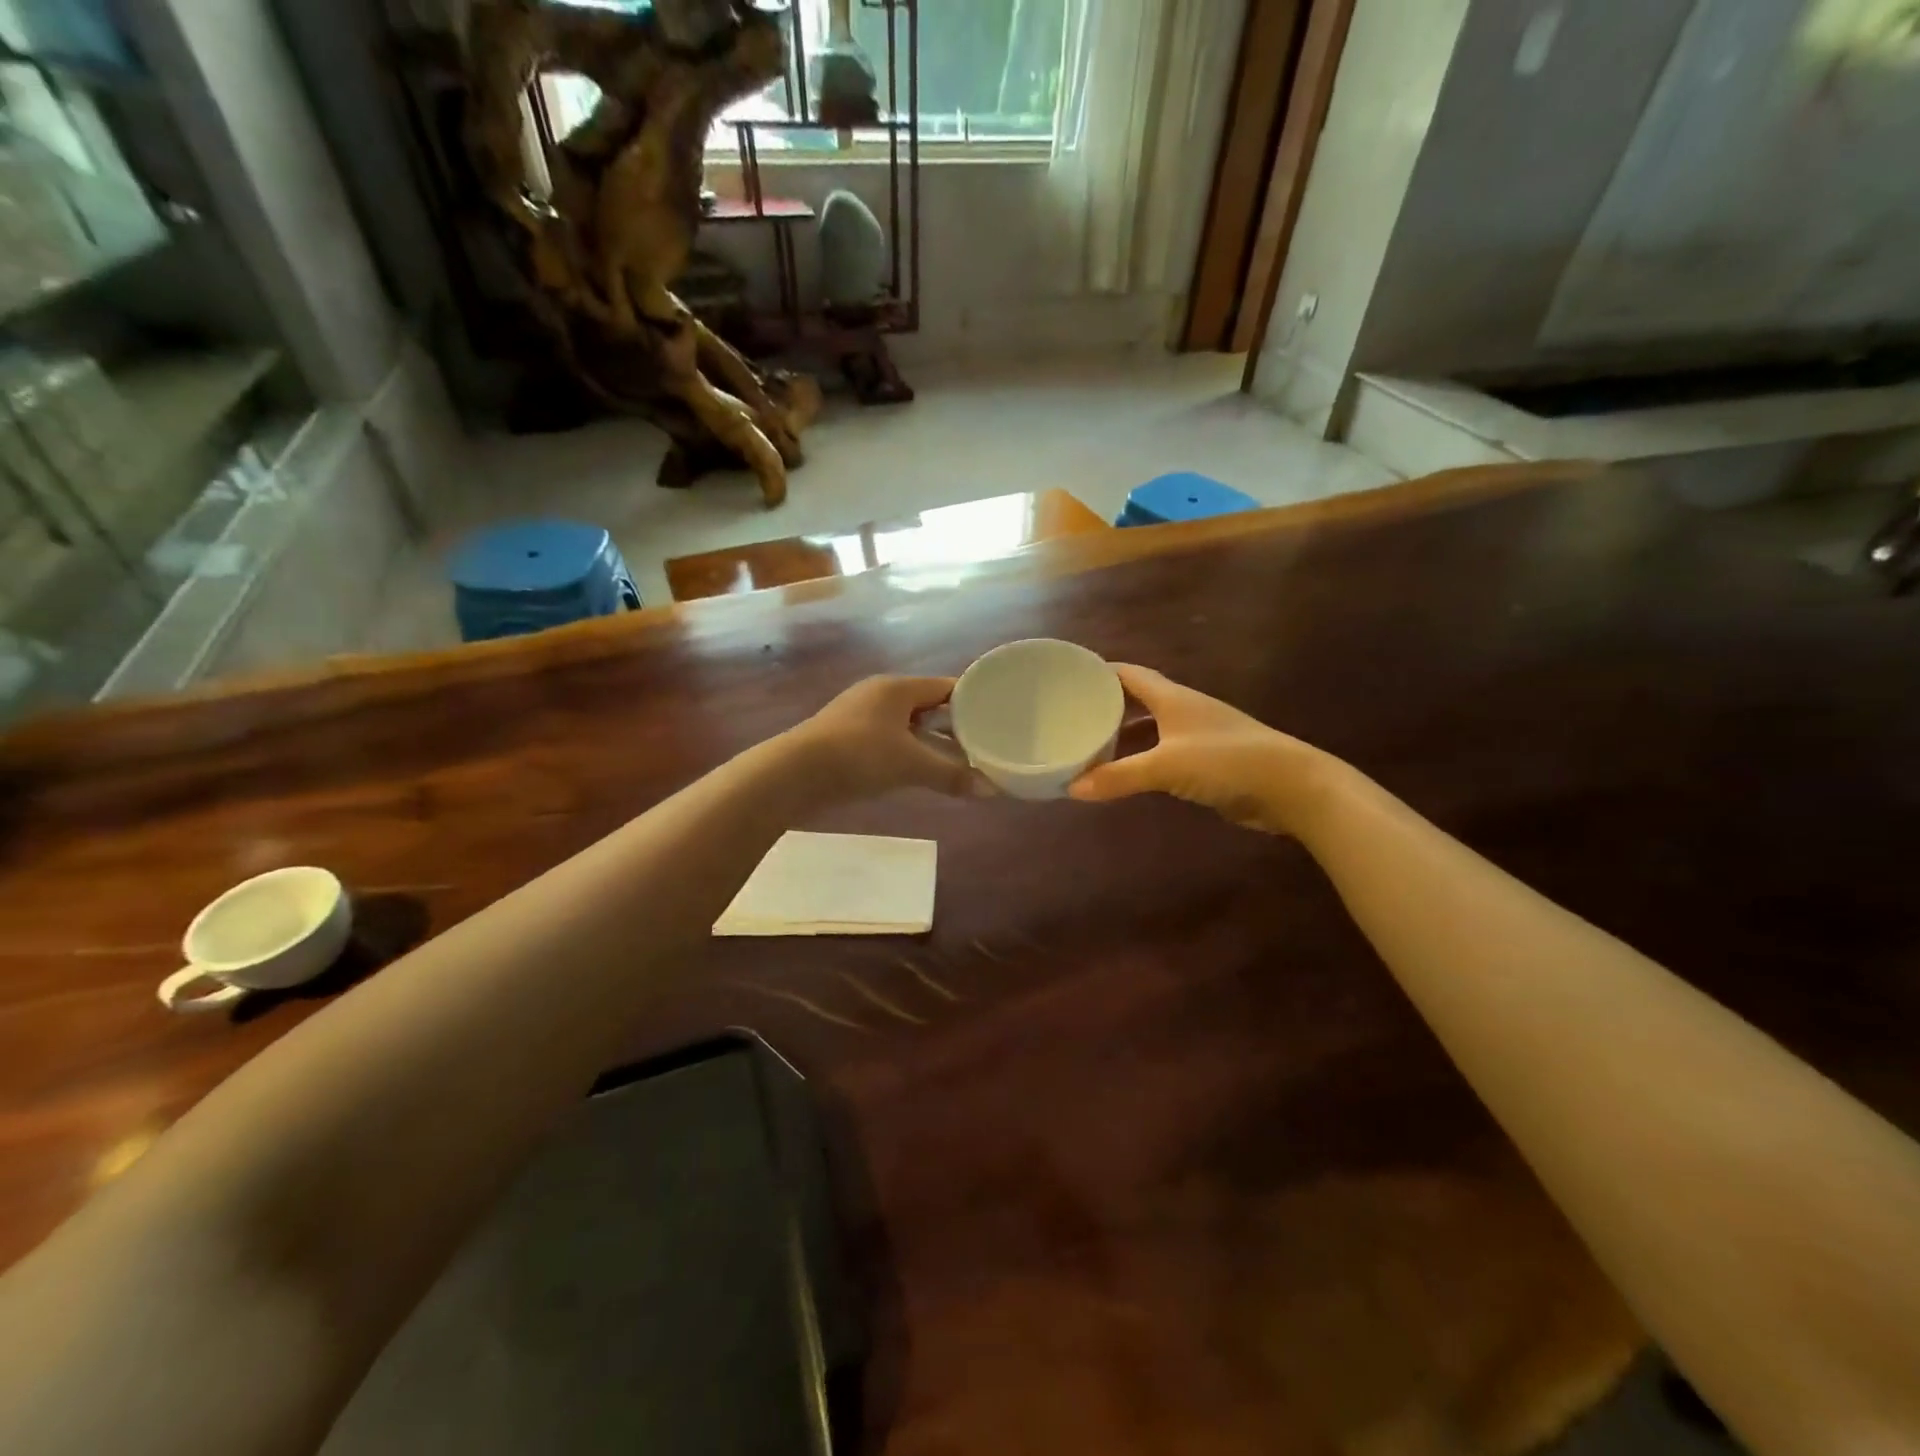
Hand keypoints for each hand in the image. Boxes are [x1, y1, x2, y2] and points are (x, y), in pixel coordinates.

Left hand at [791, 675, 975, 799]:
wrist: (794, 774)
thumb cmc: (858, 756)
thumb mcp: (910, 765)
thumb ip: (952, 776)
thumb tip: (992, 790)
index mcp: (897, 688)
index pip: (946, 687)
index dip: (972, 701)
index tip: (998, 716)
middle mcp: (879, 695)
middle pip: (927, 705)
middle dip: (953, 725)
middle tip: (983, 743)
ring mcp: (859, 716)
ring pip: (907, 725)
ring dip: (930, 741)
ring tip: (958, 760)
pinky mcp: (846, 738)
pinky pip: (889, 739)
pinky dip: (908, 751)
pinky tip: (919, 770)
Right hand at [1069, 665, 1328, 833]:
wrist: (1290, 785)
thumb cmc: (1225, 761)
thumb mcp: (1165, 767)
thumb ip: (1119, 777)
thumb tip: (1071, 788)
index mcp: (1172, 697)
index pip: (1128, 674)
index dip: (1100, 672)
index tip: (1068, 677)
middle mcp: (1183, 709)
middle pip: (1138, 700)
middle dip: (1106, 706)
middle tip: (1070, 716)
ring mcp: (1197, 735)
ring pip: (1150, 729)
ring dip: (1124, 736)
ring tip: (1089, 745)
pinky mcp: (1207, 761)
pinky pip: (1164, 754)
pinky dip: (1142, 760)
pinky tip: (1126, 773)